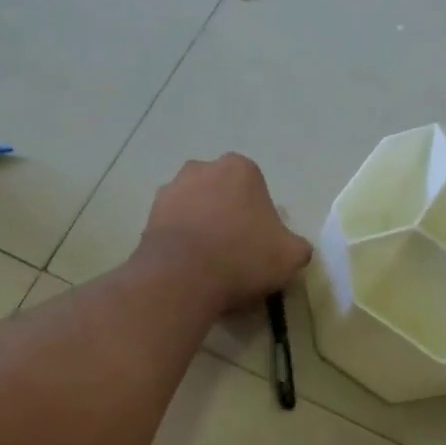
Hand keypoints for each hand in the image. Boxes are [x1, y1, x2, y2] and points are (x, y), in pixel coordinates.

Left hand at [141, 154, 312, 314]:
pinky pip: (174, 228)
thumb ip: (297, 246)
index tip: (260, 246)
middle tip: (236, 254)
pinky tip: (189, 269)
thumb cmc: (243, 257)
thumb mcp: (291, 256)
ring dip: (203, 229)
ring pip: (196, 210)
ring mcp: (171, 190)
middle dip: (229, 218)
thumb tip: (292, 248)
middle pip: (223, 196)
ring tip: (210, 265)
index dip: (261, 219)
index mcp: (240, 169)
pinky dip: (182, 243)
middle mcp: (202, 168)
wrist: (183, 276)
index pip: (257, 190)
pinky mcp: (148, 215)